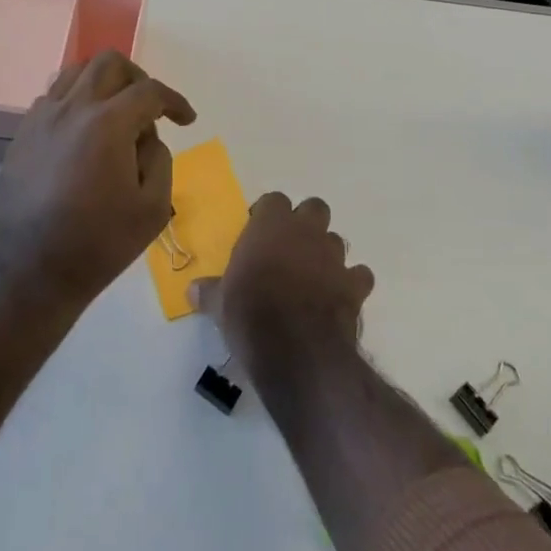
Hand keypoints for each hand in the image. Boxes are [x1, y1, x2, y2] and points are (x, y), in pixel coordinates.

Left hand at [0, 50, 195, 307]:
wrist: (29, 271)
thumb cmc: (98, 243)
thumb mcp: (152, 208)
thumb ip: (160, 159)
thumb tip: (146, 137)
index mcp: (107, 123)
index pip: (149, 91)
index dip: (174, 101)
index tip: (186, 120)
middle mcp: (72, 107)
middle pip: (109, 63)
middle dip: (138, 78)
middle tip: (148, 107)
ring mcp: (42, 117)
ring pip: (75, 71)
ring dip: (102, 83)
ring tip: (114, 112)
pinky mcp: (22, 133)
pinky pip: (52, 97)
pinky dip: (74, 101)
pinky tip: (82, 132)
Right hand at [189, 193, 374, 374]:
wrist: (296, 350)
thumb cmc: (250, 314)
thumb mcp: (219, 304)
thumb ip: (209, 291)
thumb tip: (191, 289)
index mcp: (271, 225)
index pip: (274, 200)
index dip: (267, 214)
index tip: (257, 233)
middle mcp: (305, 231)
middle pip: (314, 208)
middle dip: (306, 223)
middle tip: (289, 248)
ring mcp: (334, 257)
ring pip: (336, 240)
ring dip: (326, 253)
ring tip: (312, 277)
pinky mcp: (354, 286)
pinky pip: (359, 275)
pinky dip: (351, 283)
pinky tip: (339, 298)